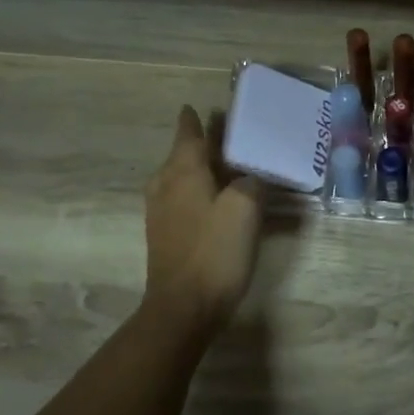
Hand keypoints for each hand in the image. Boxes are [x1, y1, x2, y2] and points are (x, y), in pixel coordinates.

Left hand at [144, 106, 262, 328]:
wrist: (183, 307)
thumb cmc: (214, 251)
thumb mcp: (244, 208)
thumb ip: (251, 181)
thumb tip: (251, 176)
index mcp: (182, 171)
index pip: (188, 133)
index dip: (196, 119)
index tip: (205, 106)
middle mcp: (166, 185)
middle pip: (184, 154)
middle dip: (205, 143)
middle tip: (231, 134)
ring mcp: (162, 213)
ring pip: (183, 178)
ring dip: (204, 169)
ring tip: (230, 167)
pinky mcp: (167, 236)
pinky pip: (185, 201)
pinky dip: (202, 193)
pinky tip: (220, 203)